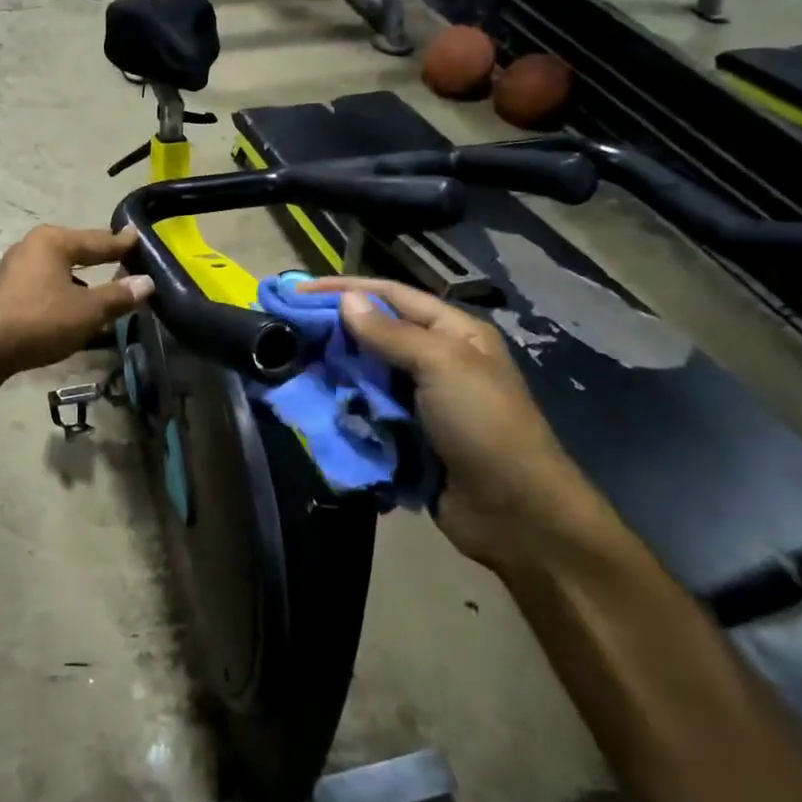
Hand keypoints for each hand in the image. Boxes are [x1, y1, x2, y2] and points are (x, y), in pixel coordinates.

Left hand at [0, 225, 154, 375]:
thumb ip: (118, 296)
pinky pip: (43, 284)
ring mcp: (13, 268)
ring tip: (99, 289)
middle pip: (75, 250)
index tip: (137, 236)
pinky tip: (68, 307)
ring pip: (57, 268)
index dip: (120, 243)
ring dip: (79, 279)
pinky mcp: (3, 291)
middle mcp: (31, 246)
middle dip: (97, 256)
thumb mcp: (87, 311)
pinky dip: (61, 291)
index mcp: (53, 242)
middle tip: (121, 257)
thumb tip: (147, 282)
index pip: (97, 240)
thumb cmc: (39, 321)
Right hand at [301, 277, 613, 572]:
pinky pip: (366, 411)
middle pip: (373, 333)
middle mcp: (434, 359)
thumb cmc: (484, 425)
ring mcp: (418, 400)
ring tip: (291, 365)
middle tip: (286, 328)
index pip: (390, 295)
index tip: (298, 291)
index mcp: (452, 332)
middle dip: (332, 329)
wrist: (516, 513)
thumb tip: (345, 300)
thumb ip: (390, 333)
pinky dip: (342, 407)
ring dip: (333, 370)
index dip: (344, 289)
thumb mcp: (442, 366)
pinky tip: (313, 404)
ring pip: (365, 373)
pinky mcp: (405, 435)